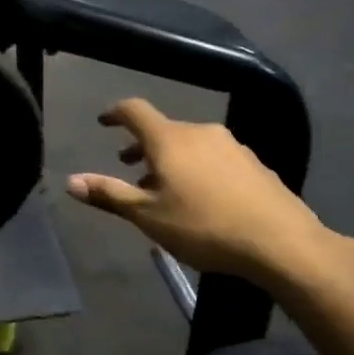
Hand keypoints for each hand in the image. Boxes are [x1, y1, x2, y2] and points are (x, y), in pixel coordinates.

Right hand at [65, 98, 331, 286]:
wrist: (282, 243)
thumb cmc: (204, 227)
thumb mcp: (147, 216)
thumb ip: (109, 195)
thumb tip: (70, 181)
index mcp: (170, 139)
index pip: (135, 111)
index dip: (115, 113)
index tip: (104, 122)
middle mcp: (201, 133)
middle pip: (163, 130)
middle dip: (142, 147)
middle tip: (128, 168)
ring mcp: (232, 147)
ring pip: (190, 145)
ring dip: (170, 160)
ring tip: (164, 189)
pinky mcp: (255, 165)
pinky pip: (215, 158)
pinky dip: (197, 169)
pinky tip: (202, 200)